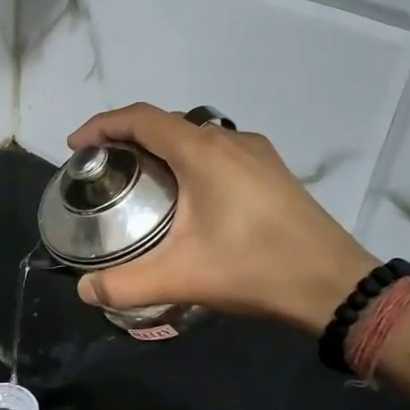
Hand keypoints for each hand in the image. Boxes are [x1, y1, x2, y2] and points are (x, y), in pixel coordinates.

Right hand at [67, 103, 379, 335]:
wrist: (335, 285)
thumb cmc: (254, 269)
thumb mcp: (181, 278)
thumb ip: (125, 284)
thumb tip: (84, 291)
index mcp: (202, 152)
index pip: (140, 118)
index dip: (102, 125)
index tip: (75, 146)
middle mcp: (228, 140)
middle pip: (165, 123)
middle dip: (127, 138)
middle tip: (103, 169)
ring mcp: (256, 153)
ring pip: (195, 136)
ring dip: (160, 148)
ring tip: (140, 181)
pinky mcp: (272, 171)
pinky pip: (218, 151)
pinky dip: (189, 160)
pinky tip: (188, 196)